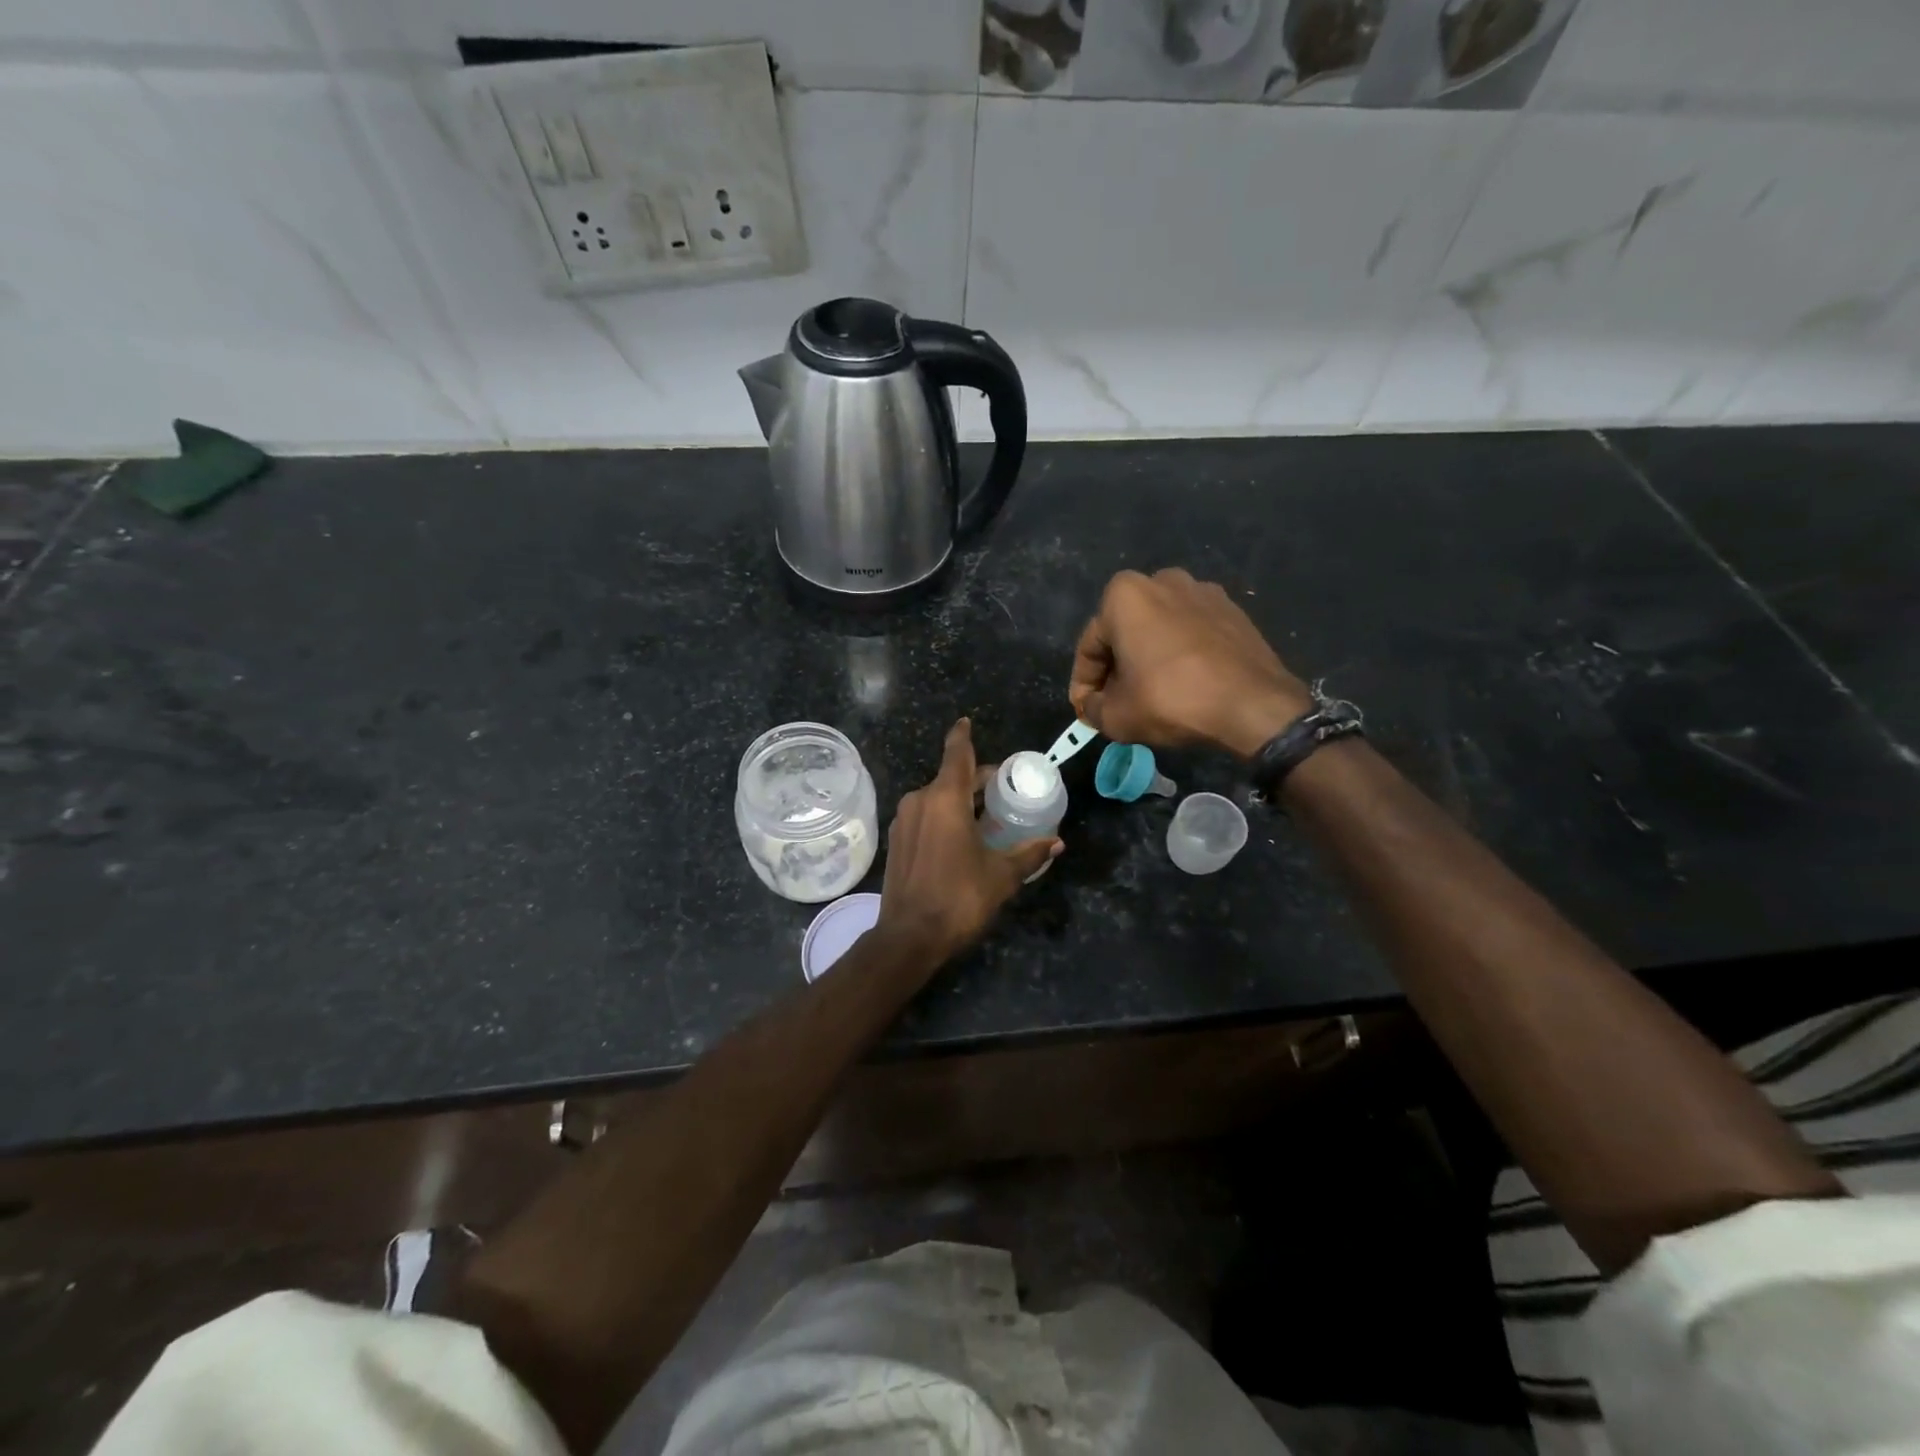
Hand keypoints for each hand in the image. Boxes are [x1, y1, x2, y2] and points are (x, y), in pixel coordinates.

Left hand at [876, 719, 1060, 965]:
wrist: (908, 937)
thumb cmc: (959, 898)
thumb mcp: (1002, 876)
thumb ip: (1029, 854)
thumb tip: (1057, 842)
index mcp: (945, 798)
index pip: (957, 753)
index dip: (963, 735)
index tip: (966, 721)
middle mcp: (920, 800)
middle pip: (951, 777)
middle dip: (977, 779)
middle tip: (1004, 789)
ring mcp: (904, 820)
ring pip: (937, 797)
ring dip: (961, 800)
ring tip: (988, 816)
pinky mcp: (897, 840)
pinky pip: (925, 815)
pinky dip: (944, 815)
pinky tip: (962, 836)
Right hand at [1069, 568, 1312, 759]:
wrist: (1252, 704)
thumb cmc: (1171, 699)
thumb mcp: (1115, 716)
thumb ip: (1092, 708)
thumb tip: (1093, 706)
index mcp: (1124, 595)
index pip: (1090, 646)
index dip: (1084, 684)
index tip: (1087, 710)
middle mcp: (1161, 580)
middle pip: (1125, 632)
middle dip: (1116, 667)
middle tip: (1116, 703)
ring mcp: (1202, 591)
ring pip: (1158, 630)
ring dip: (1148, 658)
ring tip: (1150, 694)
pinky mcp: (1232, 609)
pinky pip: (1190, 633)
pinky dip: (1179, 655)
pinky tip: (1183, 684)